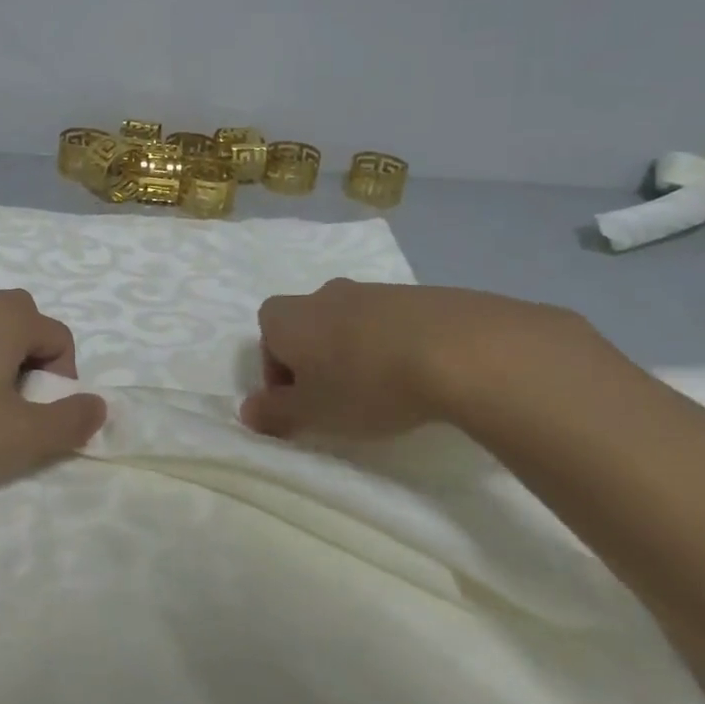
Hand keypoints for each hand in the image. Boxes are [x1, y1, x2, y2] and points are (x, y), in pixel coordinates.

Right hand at [240, 280, 598, 438]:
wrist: (457, 348)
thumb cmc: (365, 383)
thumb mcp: (312, 412)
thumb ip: (274, 413)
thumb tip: (247, 411)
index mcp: (290, 317)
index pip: (266, 335)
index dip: (277, 370)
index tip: (300, 402)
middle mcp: (325, 294)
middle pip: (308, 326)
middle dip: (316, 360)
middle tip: (337, 399)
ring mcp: (375, 290)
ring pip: (350, 324)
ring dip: (355, 353)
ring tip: (382, 391)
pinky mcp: (419, 295)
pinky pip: (391, 323)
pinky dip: (394, 346)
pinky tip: (416, 376)